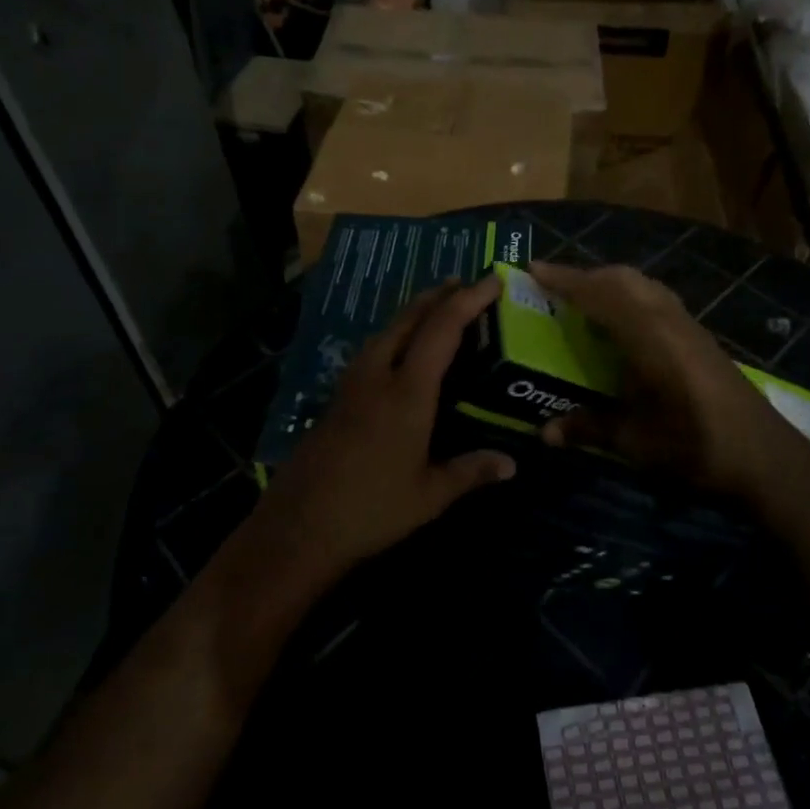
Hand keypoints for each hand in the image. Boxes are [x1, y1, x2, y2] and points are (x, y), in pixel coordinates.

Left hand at [262, 275, 515, 578]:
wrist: (297, 528)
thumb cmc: (371, 510)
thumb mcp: (429, 495)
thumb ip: (471, 472)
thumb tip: (512, 464)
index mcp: (406, 392)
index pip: (442, 330)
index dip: (468, 300)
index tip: (491, 280)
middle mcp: (377, 376)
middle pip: (409, 319)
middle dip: (438, 295)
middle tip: (465, 283)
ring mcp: (351, 384)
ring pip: (386, 331)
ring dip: (414, 312)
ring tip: (437, 308)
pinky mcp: (337, 398)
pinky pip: (372, 349)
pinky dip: (396, 334)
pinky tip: (400, 350)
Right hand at [528, 262, 809, 500]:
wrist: (765, 456)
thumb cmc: (696, 446)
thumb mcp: (636, 442)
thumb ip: (589, 429)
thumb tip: (544, 434)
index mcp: (648, 336)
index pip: (599, 294)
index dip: (564, 280)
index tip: (532, 269)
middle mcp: (667, 319)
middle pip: (622, 279)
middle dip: (585, 276)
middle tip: (552, 287)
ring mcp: (688, 324)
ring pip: (642, 286)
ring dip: (609, 283)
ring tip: (583, 300)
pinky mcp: (700, 336)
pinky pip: (656, 299)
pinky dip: (629, 297)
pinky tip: (622, 325)